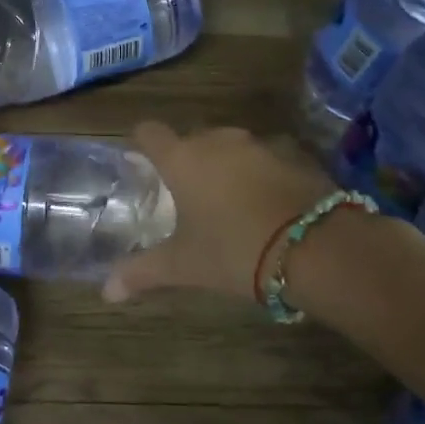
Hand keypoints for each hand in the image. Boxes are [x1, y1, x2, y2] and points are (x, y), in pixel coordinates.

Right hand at [103, 122, 337, 304]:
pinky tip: (268, 206)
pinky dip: (261, 175)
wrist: (318, 248)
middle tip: (187, 196)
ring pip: (231, 148)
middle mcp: (218, 140)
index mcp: (183, 158)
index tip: (141, 164)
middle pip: (192, 139)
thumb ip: (142, 272)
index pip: (149, 132)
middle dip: (187, 161)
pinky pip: (266, 159)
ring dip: (226, 167)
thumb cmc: (235, 250)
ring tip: (229, 203)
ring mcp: (260, 144)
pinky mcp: (296, 155)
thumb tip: (106, 291)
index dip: (142, 145)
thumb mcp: (184, 266)